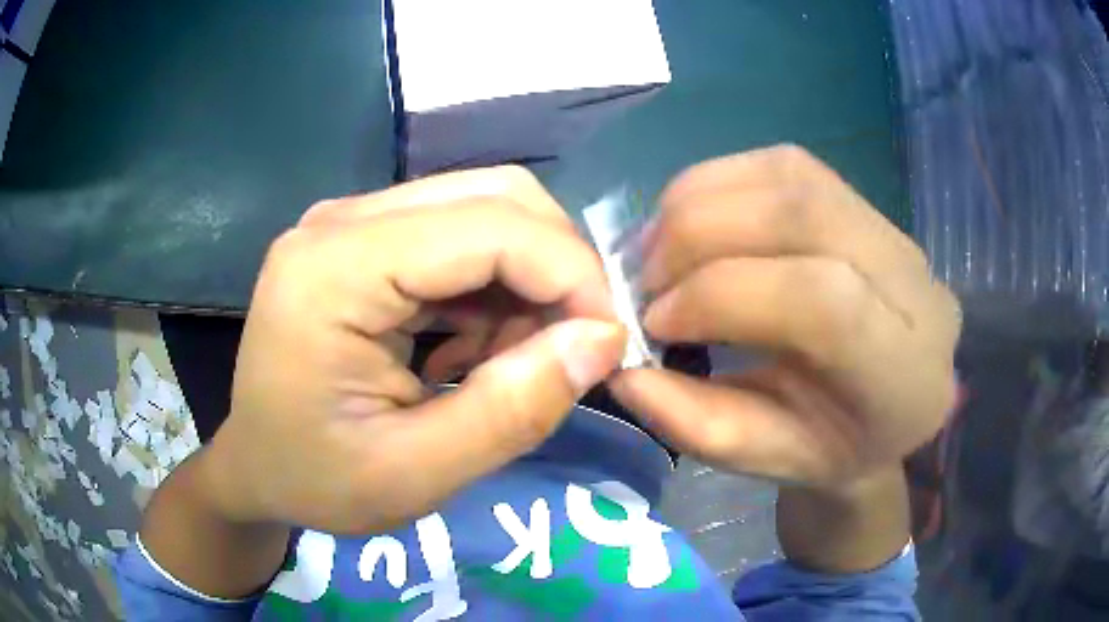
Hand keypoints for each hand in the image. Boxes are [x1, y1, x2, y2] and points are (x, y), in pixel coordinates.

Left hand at [202, 167, 625, 533]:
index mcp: (334, 268)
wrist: (257, 467)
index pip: (491, 226)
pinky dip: (496, 286)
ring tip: (513, 361)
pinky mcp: (363, 239)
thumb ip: (511, 411)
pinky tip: (477, 347)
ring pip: (485, 210)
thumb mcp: (414, 476)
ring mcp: (350, 223)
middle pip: (495, 196)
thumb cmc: (316, 481)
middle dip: (557, 268)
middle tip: (570, 349)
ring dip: (528, 280)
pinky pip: (459, 236)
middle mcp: (341, 221)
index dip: (572, 276)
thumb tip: (603, 341)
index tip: (608, 346)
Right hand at [610, 145, 959, 487]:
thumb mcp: (765, 460)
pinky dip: (719, 182)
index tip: (655, 322)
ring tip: (656, 246)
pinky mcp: (865, 205)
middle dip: (700, 234)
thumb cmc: (834, 446)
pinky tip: (690, 219)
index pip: (821, 300)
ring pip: (790, 176)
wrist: (889, 405)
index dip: (724, 294)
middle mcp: (913, 285)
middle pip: (803, 214)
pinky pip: (785, 166)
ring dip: (701, 199)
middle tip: (642, 277)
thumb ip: (696, 422)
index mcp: (902, 372)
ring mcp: (894, 234)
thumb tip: (621, 369)